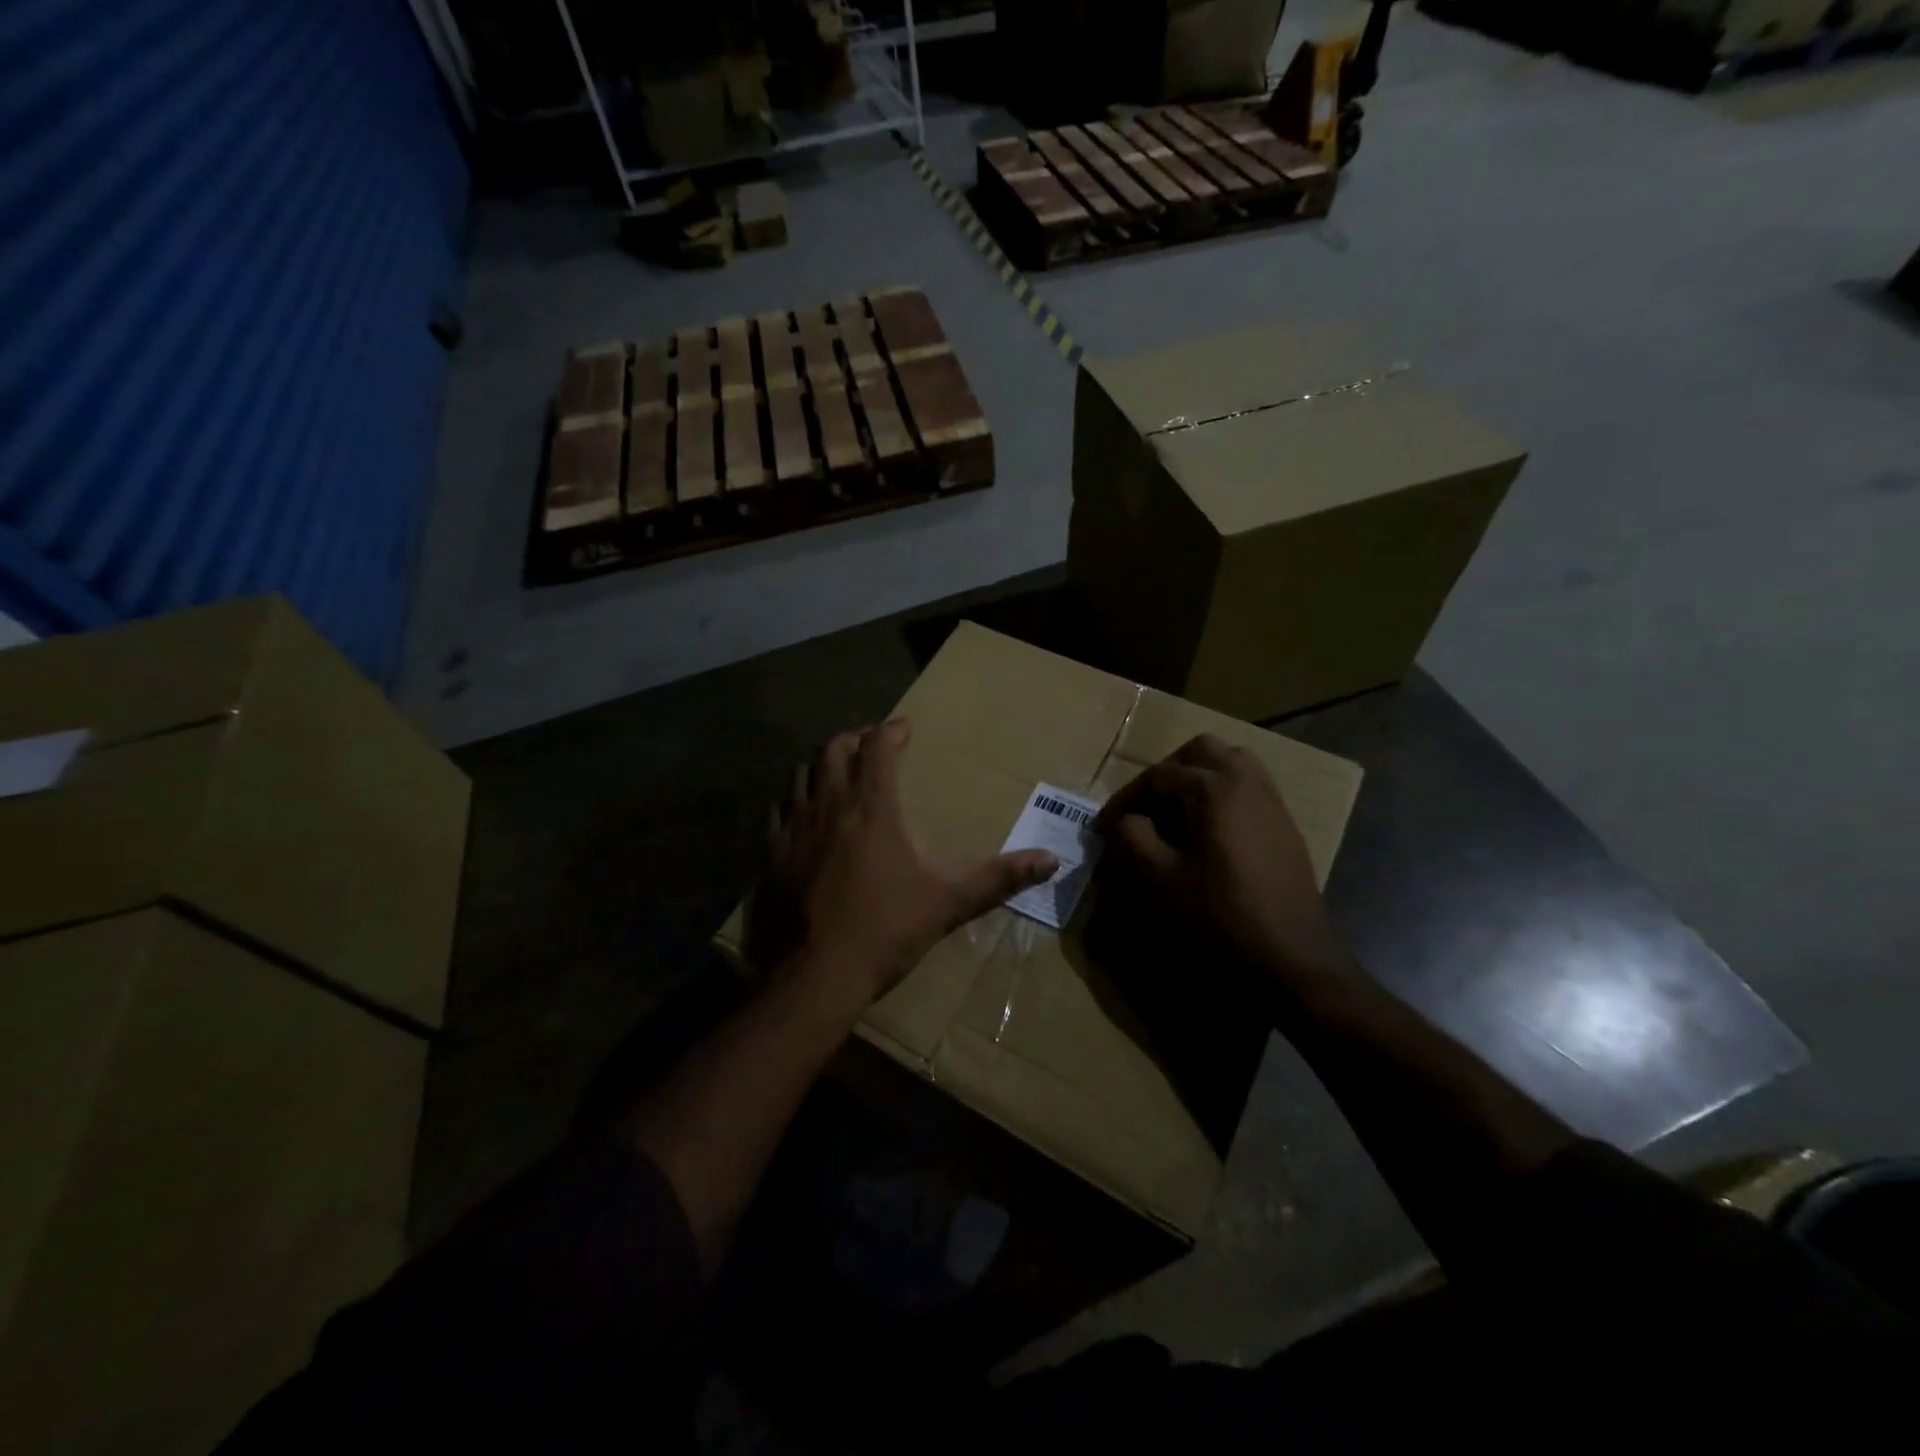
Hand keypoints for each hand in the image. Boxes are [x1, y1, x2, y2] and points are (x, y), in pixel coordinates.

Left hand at [746, 719, 1057, 1002]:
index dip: (891, 731)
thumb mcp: (948, 904)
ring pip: (801, 773)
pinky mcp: (770, 853)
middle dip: (855, 739)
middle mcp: (830, 805)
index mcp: (873, 808)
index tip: (905, 729)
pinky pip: (779, 810)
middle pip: (834, 749)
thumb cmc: (885, 932)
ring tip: (837, 774)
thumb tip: (1052, 861)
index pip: (877, 747)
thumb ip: (999, 879)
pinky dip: (794, 800)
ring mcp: (794, 828)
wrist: (815, 976)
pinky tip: (804, 816)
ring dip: (821, 764)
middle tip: (871, 745)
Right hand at [1094, 734, 1347, 982]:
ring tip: (1173, 815)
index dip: (1123, 799)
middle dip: (1166, 773)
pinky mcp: (1284, 829)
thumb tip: (1126, 821)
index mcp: (1214, 787)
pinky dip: (1221, 797)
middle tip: (1143, 808)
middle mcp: (1247, 782)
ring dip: (1197, 780)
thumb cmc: (1219, 917)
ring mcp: (1272, 804)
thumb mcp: (1158, 879)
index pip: (1157, 775)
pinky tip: (1205, 836)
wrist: (1292, 961)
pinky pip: (1248, 790)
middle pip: (1200, 752)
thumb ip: (1131, 837)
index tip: (1101, 829)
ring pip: (1230, 765)